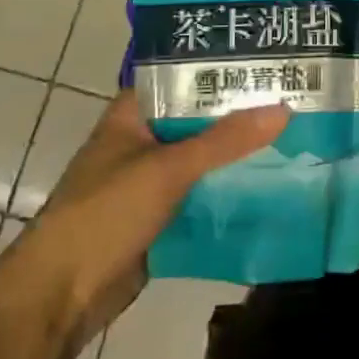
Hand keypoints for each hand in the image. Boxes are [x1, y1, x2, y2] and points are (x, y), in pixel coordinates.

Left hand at [5, 92, 287, 338]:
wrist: (62, 294)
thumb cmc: (107, 213)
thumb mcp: (169, 168)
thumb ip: (226, 140)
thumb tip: (283, 109)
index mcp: (133, 115)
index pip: (184, 78)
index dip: (224, 70)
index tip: (271, 63)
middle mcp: (143, 141)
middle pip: (200, 121)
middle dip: (242, 117)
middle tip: (297, 102)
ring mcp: (151, 181)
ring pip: (204, 160)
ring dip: (239, 157)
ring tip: (296, 140)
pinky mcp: (160, 217)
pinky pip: (202, 196)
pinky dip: (230, 193)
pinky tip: (272, 187)